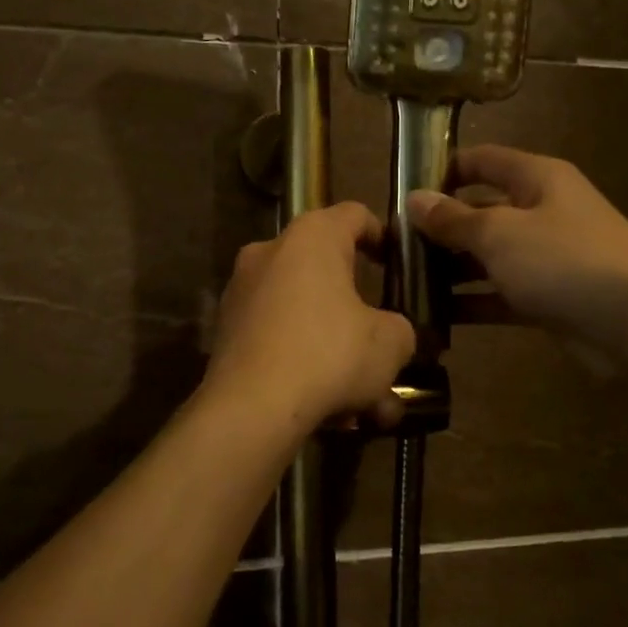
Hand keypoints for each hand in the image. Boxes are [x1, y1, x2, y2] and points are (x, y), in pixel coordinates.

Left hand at [206, 202, 416, 432]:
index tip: (398, 265)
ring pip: (306, 317)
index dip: (382, 236)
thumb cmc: (329, 354)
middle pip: (328, 274)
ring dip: (339, 353)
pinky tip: (333, 411)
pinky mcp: (227, 333)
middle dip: (362, 316)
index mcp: (311, 237)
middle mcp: (270, 253)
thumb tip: (391, 334)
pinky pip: (280, 341)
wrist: (250, 409)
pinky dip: (307, 366)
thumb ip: (400, 328)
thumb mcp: (390, 342)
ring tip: (369, 402)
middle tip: (386, 348)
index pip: (354, 215)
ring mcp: (242, 293)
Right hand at [409, 146, 627, 350]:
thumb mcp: (500, 233)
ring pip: (489, 257)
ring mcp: (546, 256)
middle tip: (394, 249)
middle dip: (440, 229)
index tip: (404, 193)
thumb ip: (454, 219)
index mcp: (537, 179)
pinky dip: (473, 304)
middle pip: (481, 211)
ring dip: (451, 271)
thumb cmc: (565, 260)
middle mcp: (541, 211)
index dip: (443, 171)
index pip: (482, 161)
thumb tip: (415, 199)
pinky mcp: (549, 297)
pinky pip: (501, 294)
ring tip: (405, 285)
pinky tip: (435, 317)